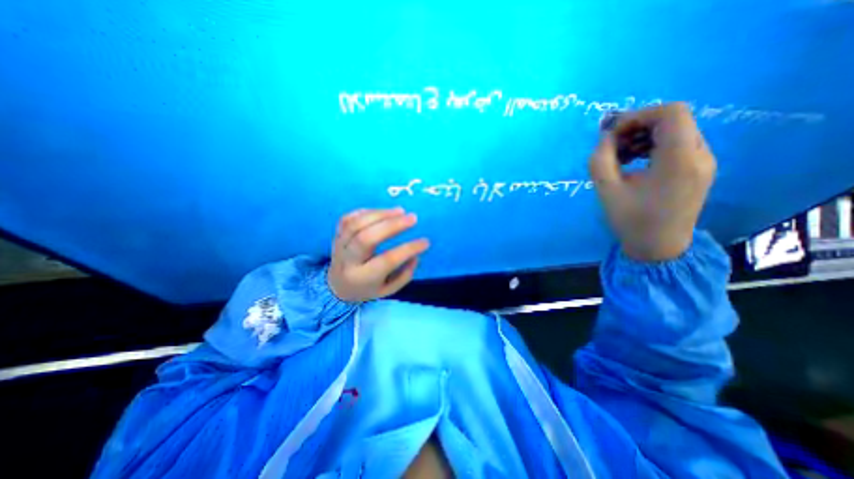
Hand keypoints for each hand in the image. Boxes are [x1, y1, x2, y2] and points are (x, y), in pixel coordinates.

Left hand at [328, 208, 430, 300]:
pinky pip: (348, 218)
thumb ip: (404, 275)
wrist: (337, 287)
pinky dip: (366, 212)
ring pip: (356, 224)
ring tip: (400, 211)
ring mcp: (339, 246)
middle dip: (392, 225)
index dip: (408, 249)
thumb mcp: (388, 290)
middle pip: (367, 237)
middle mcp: (348, 261)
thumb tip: (415, 254)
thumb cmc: (367, 289)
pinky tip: (382, 212)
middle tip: (413, 218)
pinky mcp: (336, 235)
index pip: (387, 260)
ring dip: (380, 214)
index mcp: (363, 278)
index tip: (425, 242)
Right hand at [589, 102, 714, 261]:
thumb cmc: (630, 221)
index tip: (612, 133)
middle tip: (612, 145)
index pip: (670, 113)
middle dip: (637, 126)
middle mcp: (700, 155)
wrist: (659, 247)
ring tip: (620, 155)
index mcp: (679, 160)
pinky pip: (677, 144)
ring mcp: (704, 162)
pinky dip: (653, 146)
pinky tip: (634, 161)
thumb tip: (606, 137)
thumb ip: (600, 159)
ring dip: (643, 136)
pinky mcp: (699, 169)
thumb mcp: (606, 190)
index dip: (637, 115)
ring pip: (675, 130)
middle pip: (673, 119)